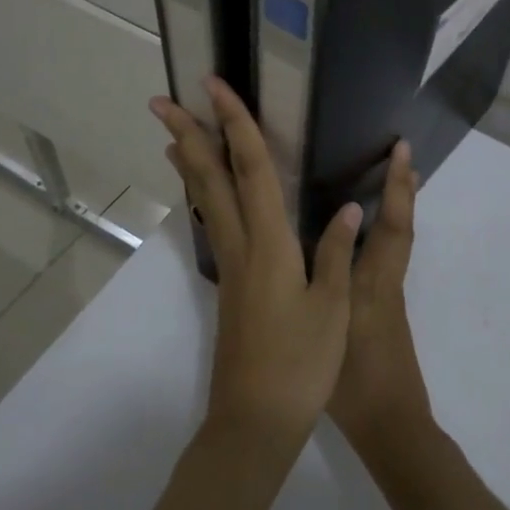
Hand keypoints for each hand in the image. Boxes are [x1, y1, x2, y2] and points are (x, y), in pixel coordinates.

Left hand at [150, 77, 361, 453]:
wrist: (254, 422)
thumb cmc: (300, 365)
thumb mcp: (331, 309)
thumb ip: (335, 254)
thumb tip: (347, 208)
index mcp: (269, 244)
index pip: (251, 169)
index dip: (236, 123)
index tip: (214, 87)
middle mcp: (242, 246)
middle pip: (211, 178)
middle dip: (188, 135)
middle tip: (162, 102)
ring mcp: (231, 267)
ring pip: (206, 201)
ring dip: (191, 164)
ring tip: (173, 137)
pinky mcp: (231, 286)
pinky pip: (215, 225)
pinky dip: (205, 197)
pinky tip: (208, 197)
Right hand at [328, 139, 434, 459]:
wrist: (391, 428)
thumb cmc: (355, 383)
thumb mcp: (332, 328)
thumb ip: (326, 279)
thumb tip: (325, 228)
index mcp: (374, 283)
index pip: (393, 226)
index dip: (399, 187)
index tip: (403, 150)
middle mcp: (386, 282)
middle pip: (402, 227)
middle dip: (403, 189)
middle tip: (400, 153)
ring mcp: (387, 298)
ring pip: (396, 242)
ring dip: (396, 208)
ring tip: (386, 181)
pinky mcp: (382, 313)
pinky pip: (385, 259)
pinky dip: (382, 234)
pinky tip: (359, 237)